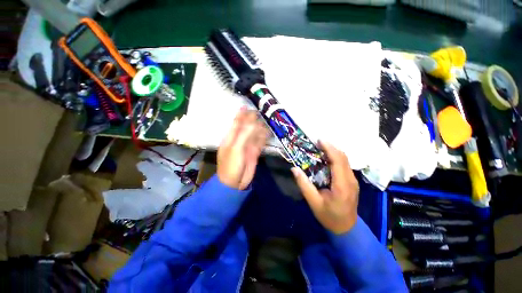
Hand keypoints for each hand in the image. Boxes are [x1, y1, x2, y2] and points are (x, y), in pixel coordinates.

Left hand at [217, 109, 268, 189]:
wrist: (234, 183)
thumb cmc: (231, 165)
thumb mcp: (236, 148)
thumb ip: (244, 134)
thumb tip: (253, 122)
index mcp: (231, 137)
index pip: (237, 123)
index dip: (241, 114)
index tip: (246, 106)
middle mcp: (239, 140)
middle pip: (247, 127)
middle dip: (253, 120)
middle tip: (261, 111)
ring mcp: (247, 146)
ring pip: (254, 134)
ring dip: (260, 128)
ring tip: (267, 120)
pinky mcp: (254, 152)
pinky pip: (260, 142)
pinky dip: (264, 137)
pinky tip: (268, 132)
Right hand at [291, 141, 359, 233]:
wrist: (346, 228)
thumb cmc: (329, 216)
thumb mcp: (313, 202)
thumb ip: (304, 185)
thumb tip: (294, 169)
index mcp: (342, 185)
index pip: (338, 161)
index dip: (329, 149)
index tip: (319, 140)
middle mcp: (351, 180)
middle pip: (343, 158)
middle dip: (331, 147)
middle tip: (318, 142)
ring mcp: (353, 181)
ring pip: (345, 160)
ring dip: (334, 151)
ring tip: (321, 147)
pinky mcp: (352, 182)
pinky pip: (345, 165)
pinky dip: (336, 158)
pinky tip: (327, 158)